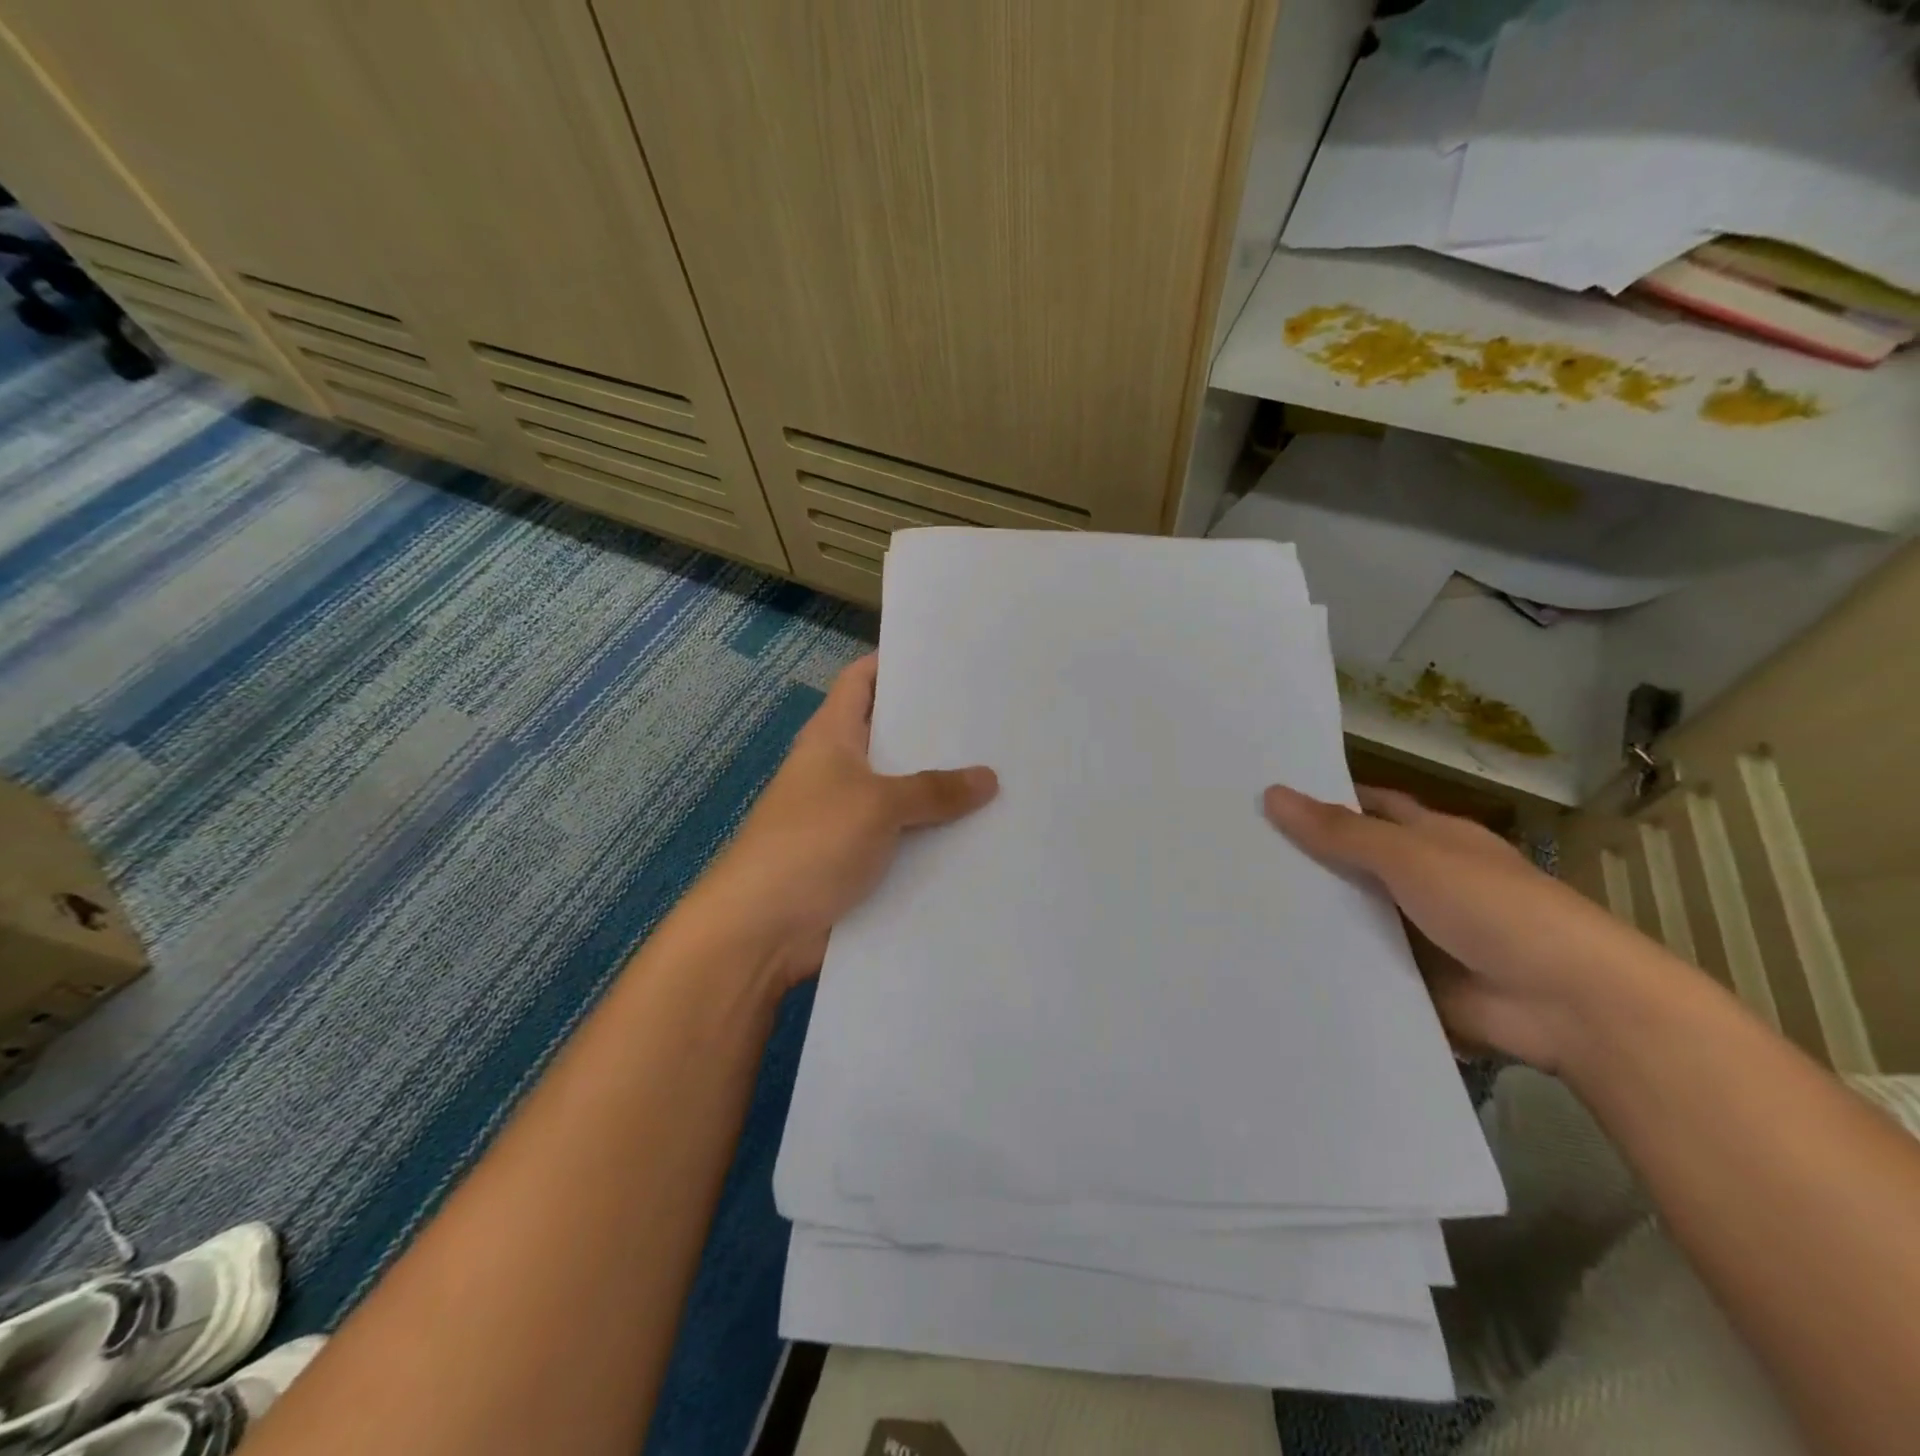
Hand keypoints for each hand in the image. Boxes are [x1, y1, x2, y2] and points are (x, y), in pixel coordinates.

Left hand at [694, 655, 997, 986]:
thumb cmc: (812, 843)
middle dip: (938, 731)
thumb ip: (934, 790)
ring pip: (903, 792)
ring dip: (942, 791)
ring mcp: (848, 817)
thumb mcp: (877, 804)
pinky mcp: (858, 860)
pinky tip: (982, 834)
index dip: (895, 664)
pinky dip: (934, 837)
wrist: (762, 930)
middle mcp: (839, 770)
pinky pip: (904, 838)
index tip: (947, 658)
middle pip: (891, 737)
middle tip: (997, 720)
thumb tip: (989, 778)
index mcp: (832, 737)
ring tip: (1006, 774)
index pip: (861, 681)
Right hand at [1264, 784, 1682, 1072]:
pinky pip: (1358, 964)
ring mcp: (1417, 932)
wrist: (1569, 1005)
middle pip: (1351, 862)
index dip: (1321, 800)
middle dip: (1302, 859)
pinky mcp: (1411, 980)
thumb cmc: (1494, 907)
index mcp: (1431, 838)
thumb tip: (1272, 793)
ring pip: (1350, 915)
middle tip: (1230, 853)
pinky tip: (1270, 957)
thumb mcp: (1411, 857)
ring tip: (1233, 904)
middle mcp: (1422, 880)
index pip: (1367, 808)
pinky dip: (1325, 961)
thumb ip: (1341, 832)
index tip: (1262, 799)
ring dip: (1309, 913)